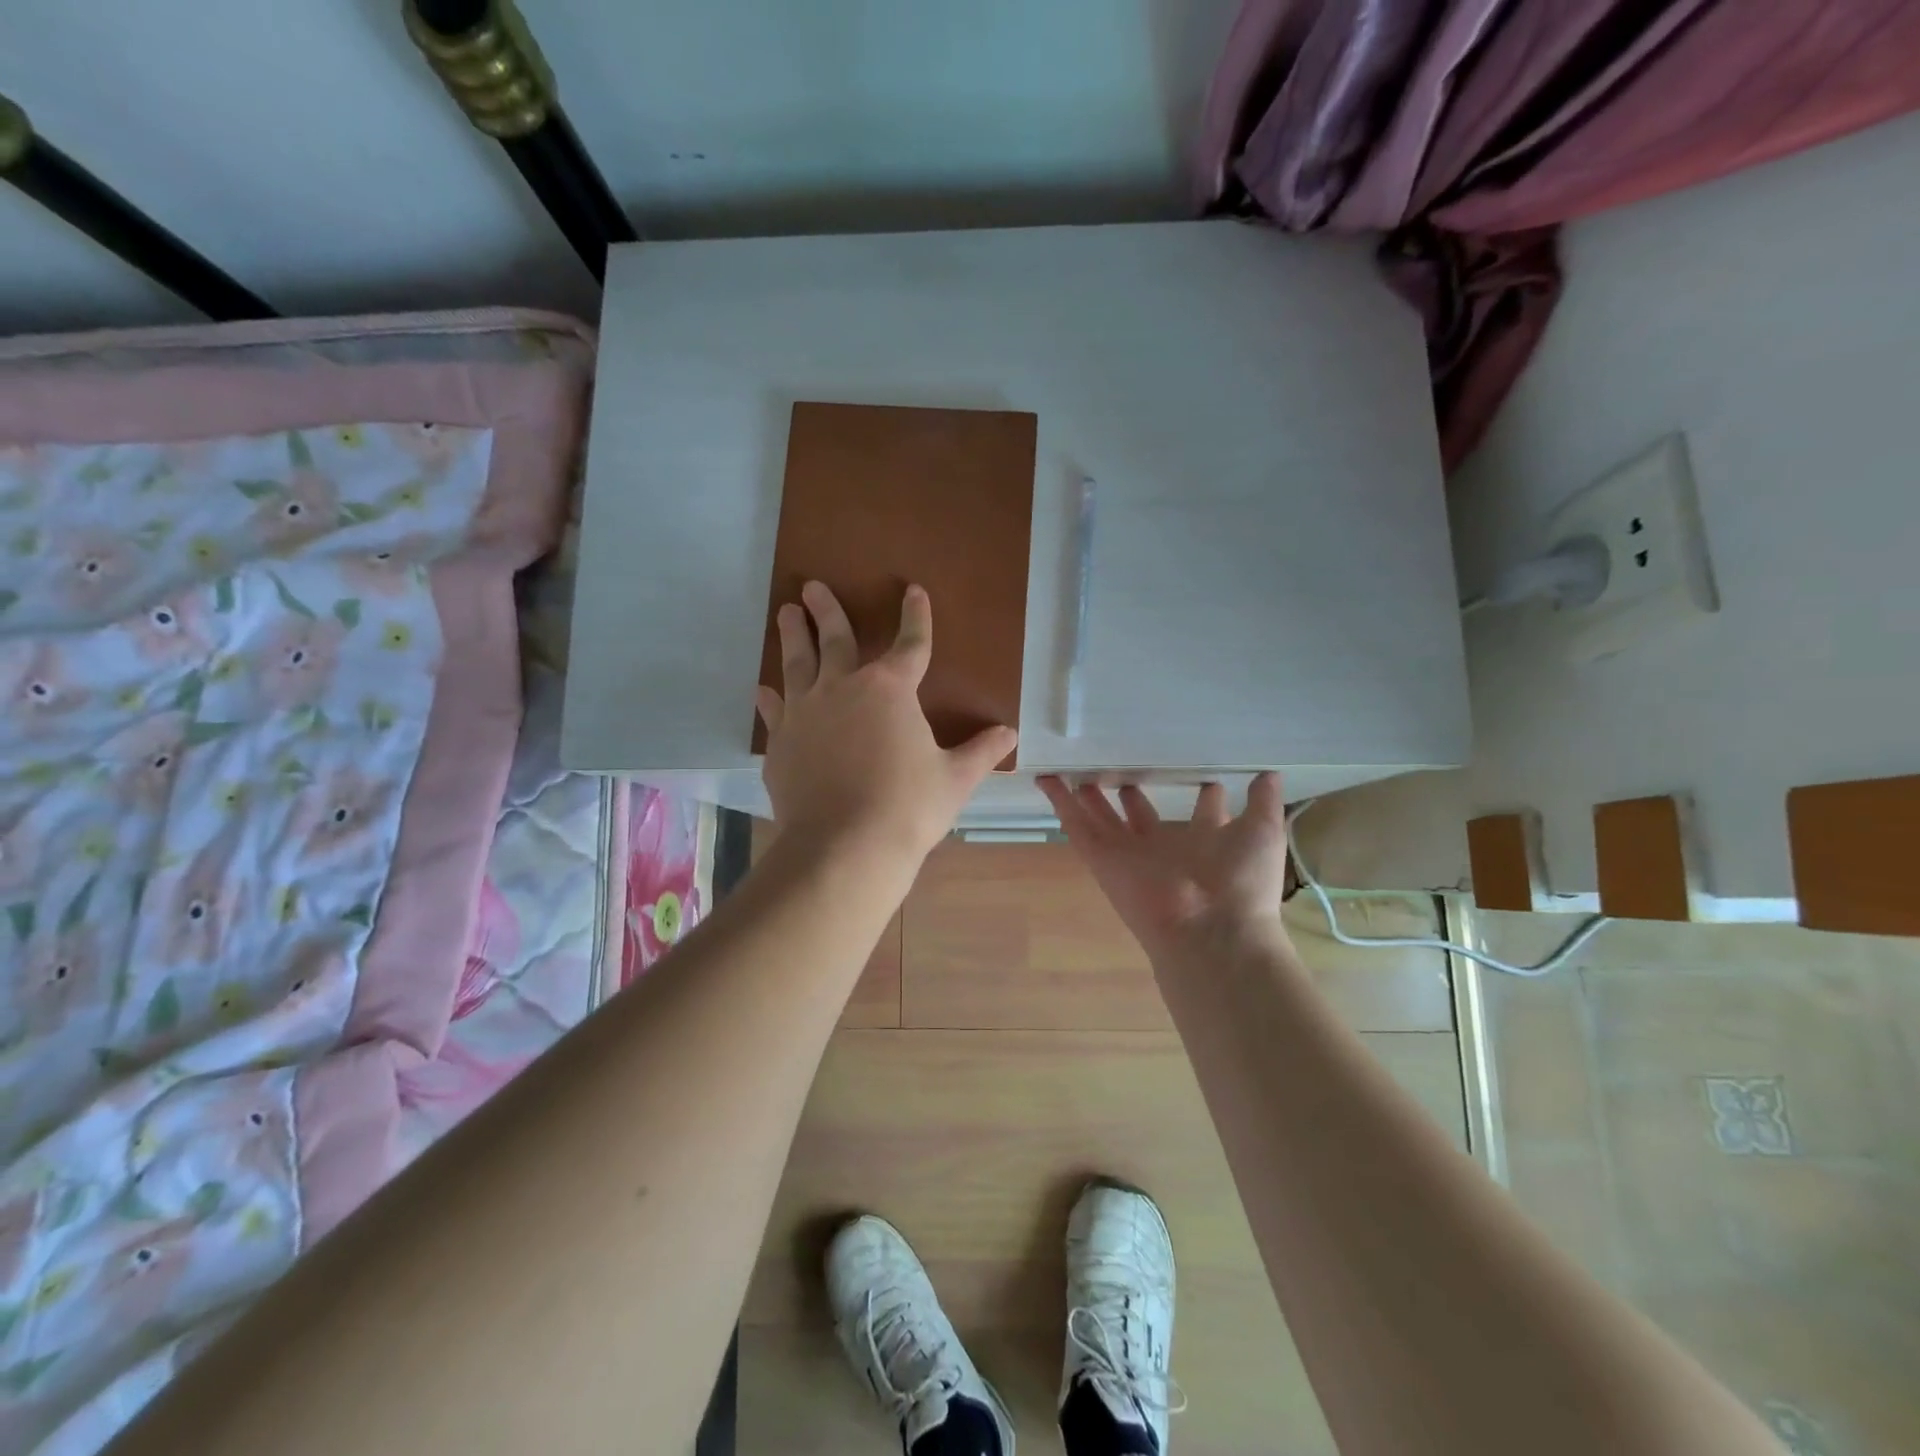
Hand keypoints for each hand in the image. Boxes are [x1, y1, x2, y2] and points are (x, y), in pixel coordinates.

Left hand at [758, 582, 1017, 868]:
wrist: (845, 847)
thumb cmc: (909, 807)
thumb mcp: (955, 779)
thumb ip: (980, 752)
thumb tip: (1010, 733)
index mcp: (890, 690)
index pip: (911, 643)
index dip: (916, 616)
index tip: (914, 591)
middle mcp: (843, 689)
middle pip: (836, 639)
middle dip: (828, 610)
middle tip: (813, 586)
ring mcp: (806, 714)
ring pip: (797, 664)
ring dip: (793, 636)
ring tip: (786, 612)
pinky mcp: (782, 744)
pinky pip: (775, 712)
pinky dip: (770, 700)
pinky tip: (763, 691)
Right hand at [1039, 773, 1289, 961]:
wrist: (1212, 930)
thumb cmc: (1241, 882)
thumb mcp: (1262, 832)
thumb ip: (1264, 802)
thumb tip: (1270, 773)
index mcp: (1204, 843)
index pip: (1200, 814)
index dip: (1198, 794)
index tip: (1193, 768)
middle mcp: (1164, 849)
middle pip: (1140, 817)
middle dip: (1129, 794)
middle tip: (1119, 768)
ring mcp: (1129, 855)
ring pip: (1102, 819)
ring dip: (1088, 796)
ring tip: (1076, 772)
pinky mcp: (1102, 858)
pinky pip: (1076, 826)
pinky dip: (1059, 802)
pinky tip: (1047, 779)